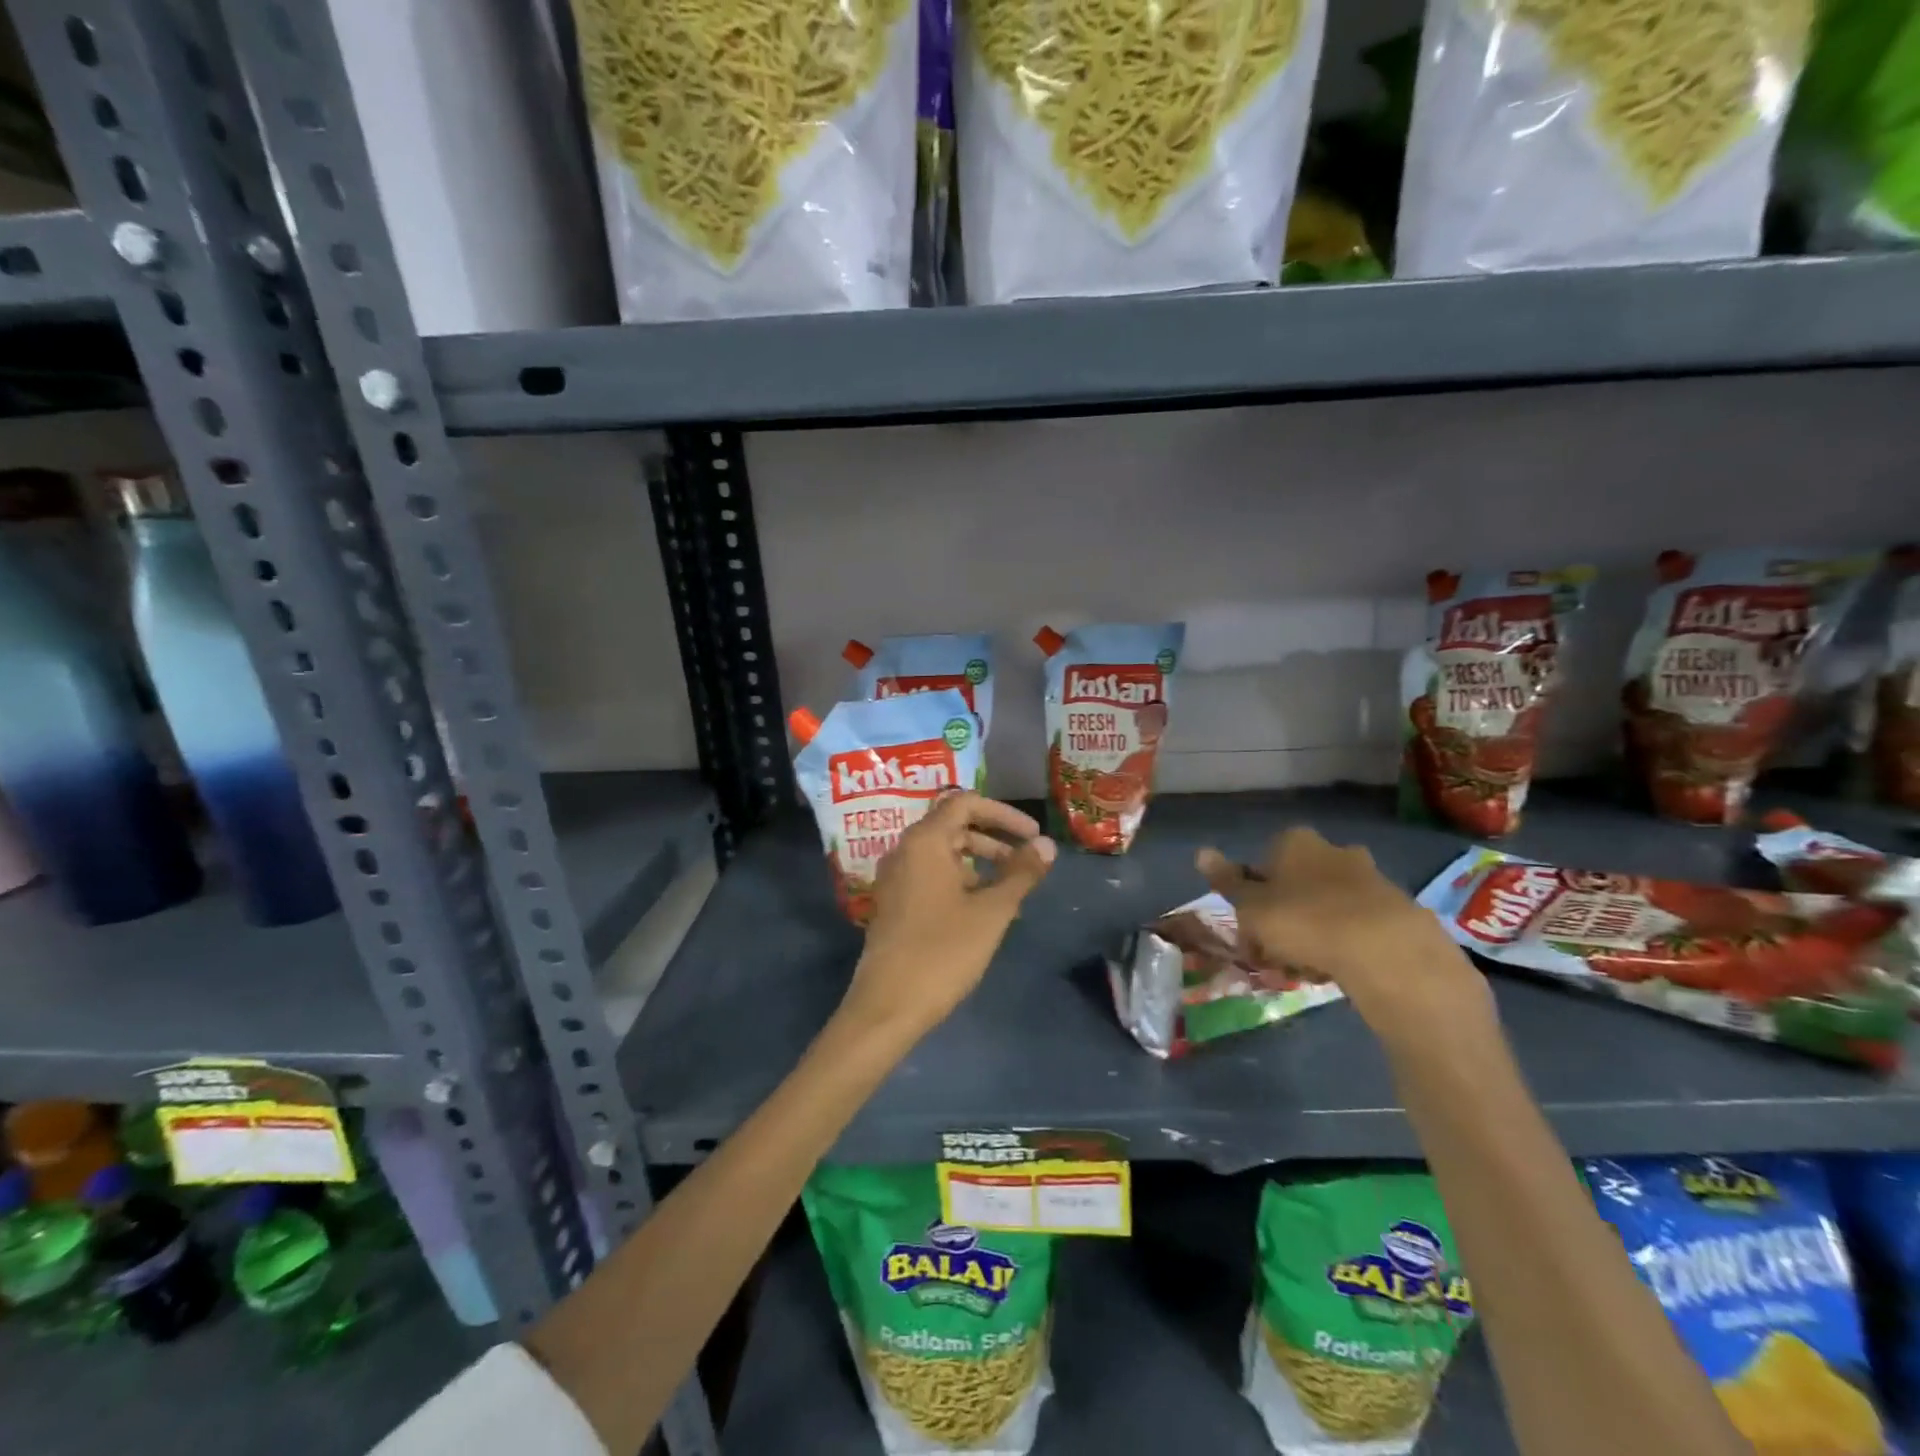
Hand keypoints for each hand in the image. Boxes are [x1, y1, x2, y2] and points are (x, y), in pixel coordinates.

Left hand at [837, 793, 1055, 1041]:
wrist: (888, 1005)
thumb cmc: (943, 951)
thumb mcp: (991, 912)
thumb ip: (1021, 874)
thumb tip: (1047, 845)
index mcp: (925, 841)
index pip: (965, 803)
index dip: (1003, 813)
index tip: (1032, 835)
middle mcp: (905, 850)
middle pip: (954, 826)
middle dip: (994, 840)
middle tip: (1026, 864)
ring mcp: (895, 878)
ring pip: (943, 854)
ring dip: (980, 864)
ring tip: (1011, 893)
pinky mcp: (894, 903)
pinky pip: (931, 876)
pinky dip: (960, 882)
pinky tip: (983, 911)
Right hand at [1196, 827, 1494, 1053]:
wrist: (1385, 949)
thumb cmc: (1303, 920)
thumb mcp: (1251, 906)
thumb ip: (1227, 881)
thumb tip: (1200, 852)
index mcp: (1294, 842)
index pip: (1263, 863)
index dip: (1253, 898)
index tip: (1251, 929)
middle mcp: (1332, 850)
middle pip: (1297, 883)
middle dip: (1286, 914)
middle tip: (1276, 952)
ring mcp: (1369, 877)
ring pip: (1327, 904)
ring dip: (1314, 930)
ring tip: (1307, 968)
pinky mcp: (1397, 908)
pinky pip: (1357, 924)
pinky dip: (1345, 943)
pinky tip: (1338, 969)